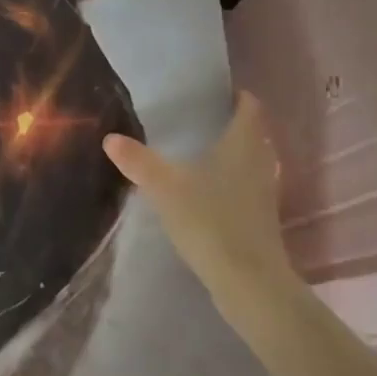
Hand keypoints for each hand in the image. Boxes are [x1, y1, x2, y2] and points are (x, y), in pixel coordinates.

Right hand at [103, 92, 294, 307]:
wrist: (249, 283)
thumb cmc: (210, 221)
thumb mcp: (165, 187)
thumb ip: (138, 161)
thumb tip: (110, 138)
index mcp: (243, 145)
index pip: (250, 109)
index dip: (238, 96)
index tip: (217, 91)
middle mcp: (261, 164)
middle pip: (254, 134)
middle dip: (233, 124)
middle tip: (202, 119)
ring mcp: (265, 194)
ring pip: (252, 162)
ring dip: (234, 155)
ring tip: (202, 152)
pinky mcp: (262, 221)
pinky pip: (249, 188)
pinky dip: (234, 182)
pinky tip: (209, 192)